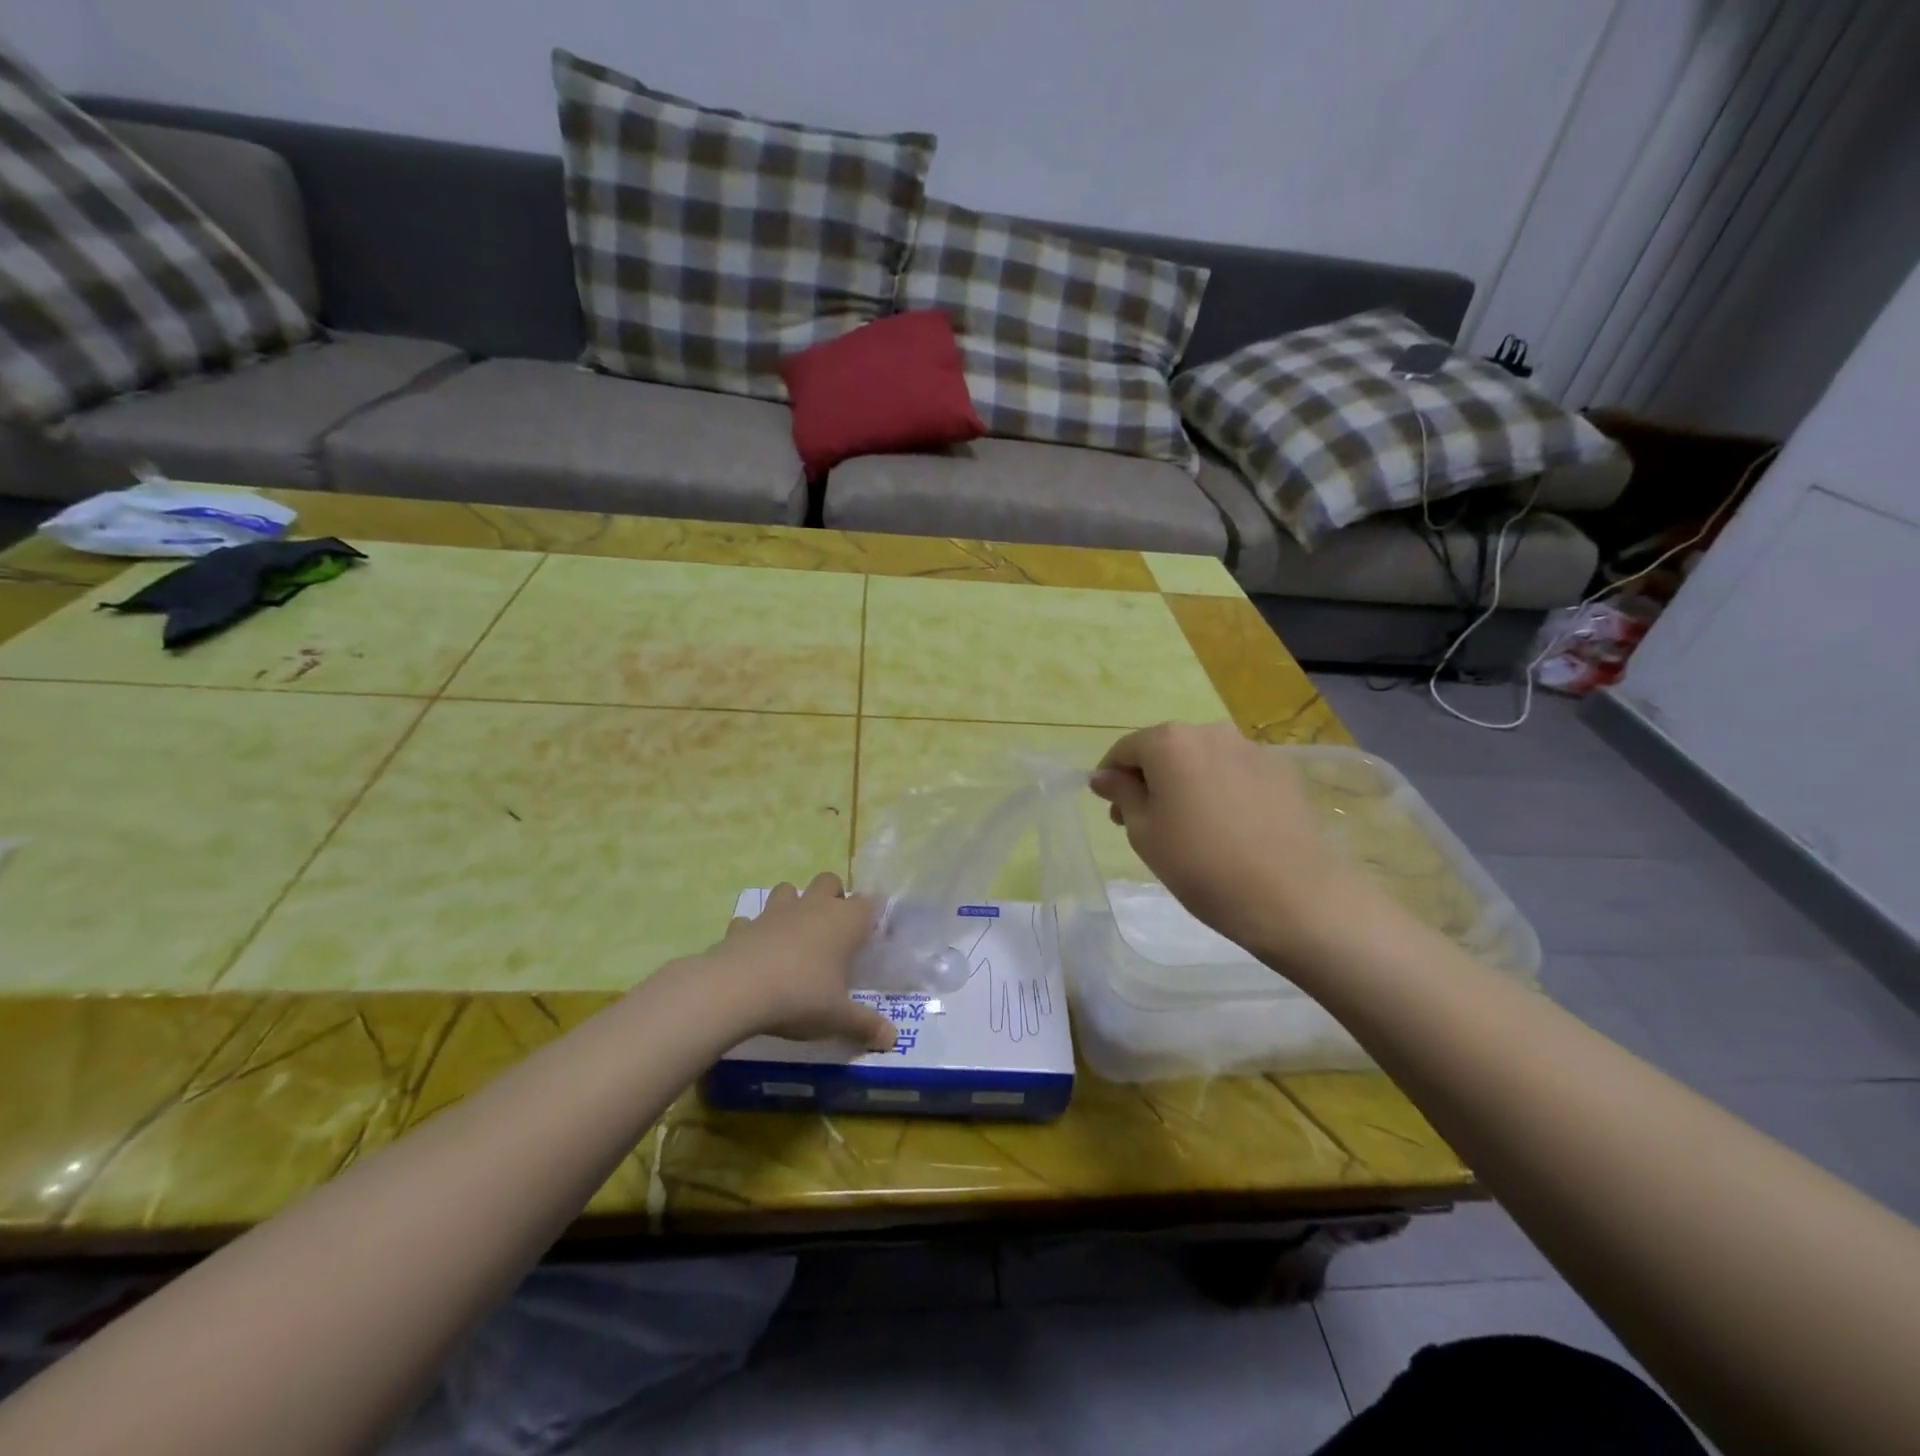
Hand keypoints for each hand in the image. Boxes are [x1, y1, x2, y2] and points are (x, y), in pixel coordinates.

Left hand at [703, 872, 895, 1050]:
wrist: (737, 990)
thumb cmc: (800, 997)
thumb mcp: (837, 1018)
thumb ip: (865, 1025)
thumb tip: (892, 1039)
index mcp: (844, 922)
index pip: (868, 903)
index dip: (870, 916)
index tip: (869, 936)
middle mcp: (813, 907)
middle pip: (829, 881)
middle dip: (833, 897)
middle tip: (833, 930)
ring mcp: (775, 912)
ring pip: (788, 889)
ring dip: (793, 904)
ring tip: (794, 933)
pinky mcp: (743, 925)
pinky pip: (750, 919)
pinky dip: (754, 930)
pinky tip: (755, 949)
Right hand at [1089, 722, 1381, 964]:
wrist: (1293, 896)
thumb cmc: (1200, 864)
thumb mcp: (1144, 832)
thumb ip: (1122, 793)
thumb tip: (1104, 775)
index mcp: (1170, 741)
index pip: (1125, 749)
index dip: (1111, 777)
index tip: (1110, 809)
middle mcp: (1211, 732)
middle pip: (1166, 749)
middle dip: (1149, 779)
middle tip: (1144, 822)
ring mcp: (1251, 748)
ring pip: (1203, 760)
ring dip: (1186, 783)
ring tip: (1189, 828)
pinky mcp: (1282, 771)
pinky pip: (1235, 773)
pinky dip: (1221, 790)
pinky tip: (1227, 828)